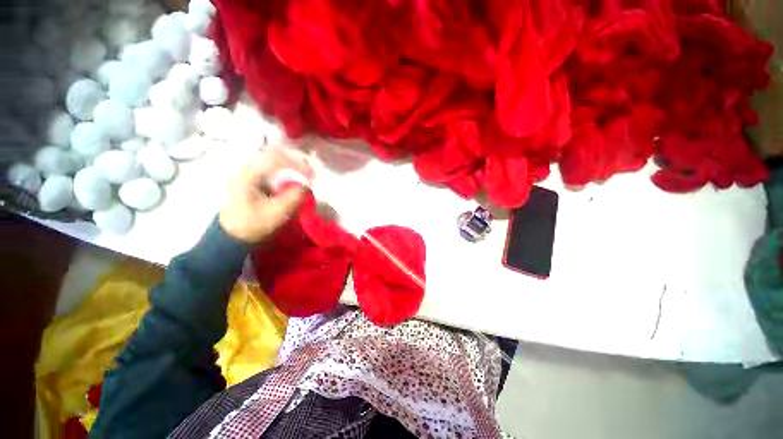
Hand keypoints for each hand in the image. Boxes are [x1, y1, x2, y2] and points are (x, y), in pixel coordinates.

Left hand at [219, 148, 313, 243]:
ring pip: (271, 159)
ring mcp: (247, 172)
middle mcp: (245, 168)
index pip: (275, 159)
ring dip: (290, 164)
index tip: (312, 175)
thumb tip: (307, 186)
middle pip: (273, 154)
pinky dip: (284, 170)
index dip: (297, 164)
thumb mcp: (276, 213)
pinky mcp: (250, 179)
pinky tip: (293, 177)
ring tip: (304, 173)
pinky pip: (270, 167)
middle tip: (310, 172)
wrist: (232, 235)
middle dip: (295, 161)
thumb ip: (294, 197)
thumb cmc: (252, 225)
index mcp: (248, 175)